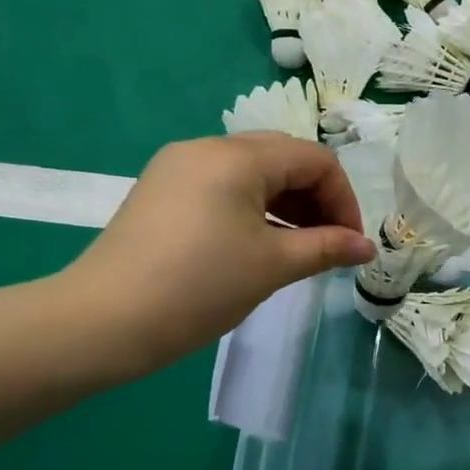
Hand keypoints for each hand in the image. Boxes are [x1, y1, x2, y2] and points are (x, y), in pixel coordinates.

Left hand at [58, 133, 375, 378]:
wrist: (101, 322)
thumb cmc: (198, 288)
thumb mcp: (272, 266)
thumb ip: (326, 248)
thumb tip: (367, 247)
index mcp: (236, 157)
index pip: (313, 159)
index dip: (343, 198)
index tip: (351, 243)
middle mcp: (206, 148)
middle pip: (283, 158)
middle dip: (317, 198)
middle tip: (330, 243)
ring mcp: (178, 168)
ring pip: (253, 172)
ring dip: (287, 204)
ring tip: (301, 248)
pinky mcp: (161, 191)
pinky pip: (224, 186)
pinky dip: (254, 208)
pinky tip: (260, 243)